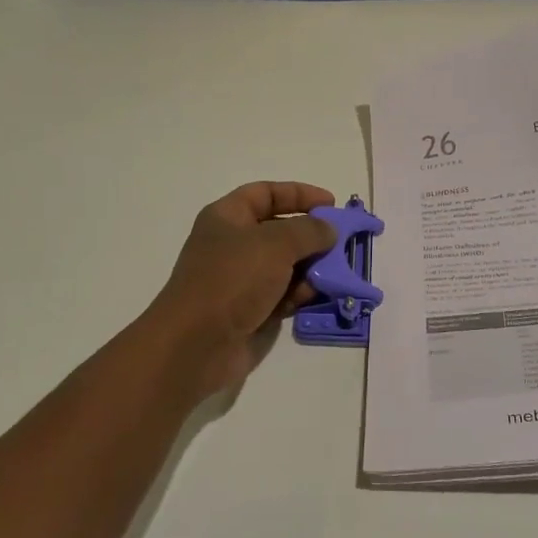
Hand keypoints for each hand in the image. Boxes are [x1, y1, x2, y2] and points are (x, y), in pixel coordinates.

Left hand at [144, 182, 338, 393]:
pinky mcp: (249, 310)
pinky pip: (282, 294)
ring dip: (311, 268)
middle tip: (341, 244)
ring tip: (332, 274)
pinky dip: (299, 294)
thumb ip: (308, 231)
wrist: (196, 343)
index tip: (331, 204)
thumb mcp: (275, 244)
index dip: (299, 194)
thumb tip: (328, 230)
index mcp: (228, 217)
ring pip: (285, 265)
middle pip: (279, 230)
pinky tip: (313, 298)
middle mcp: (233, 244)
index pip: (266, 193)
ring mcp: (240, 279)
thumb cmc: (232, 280)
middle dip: (312, 236)